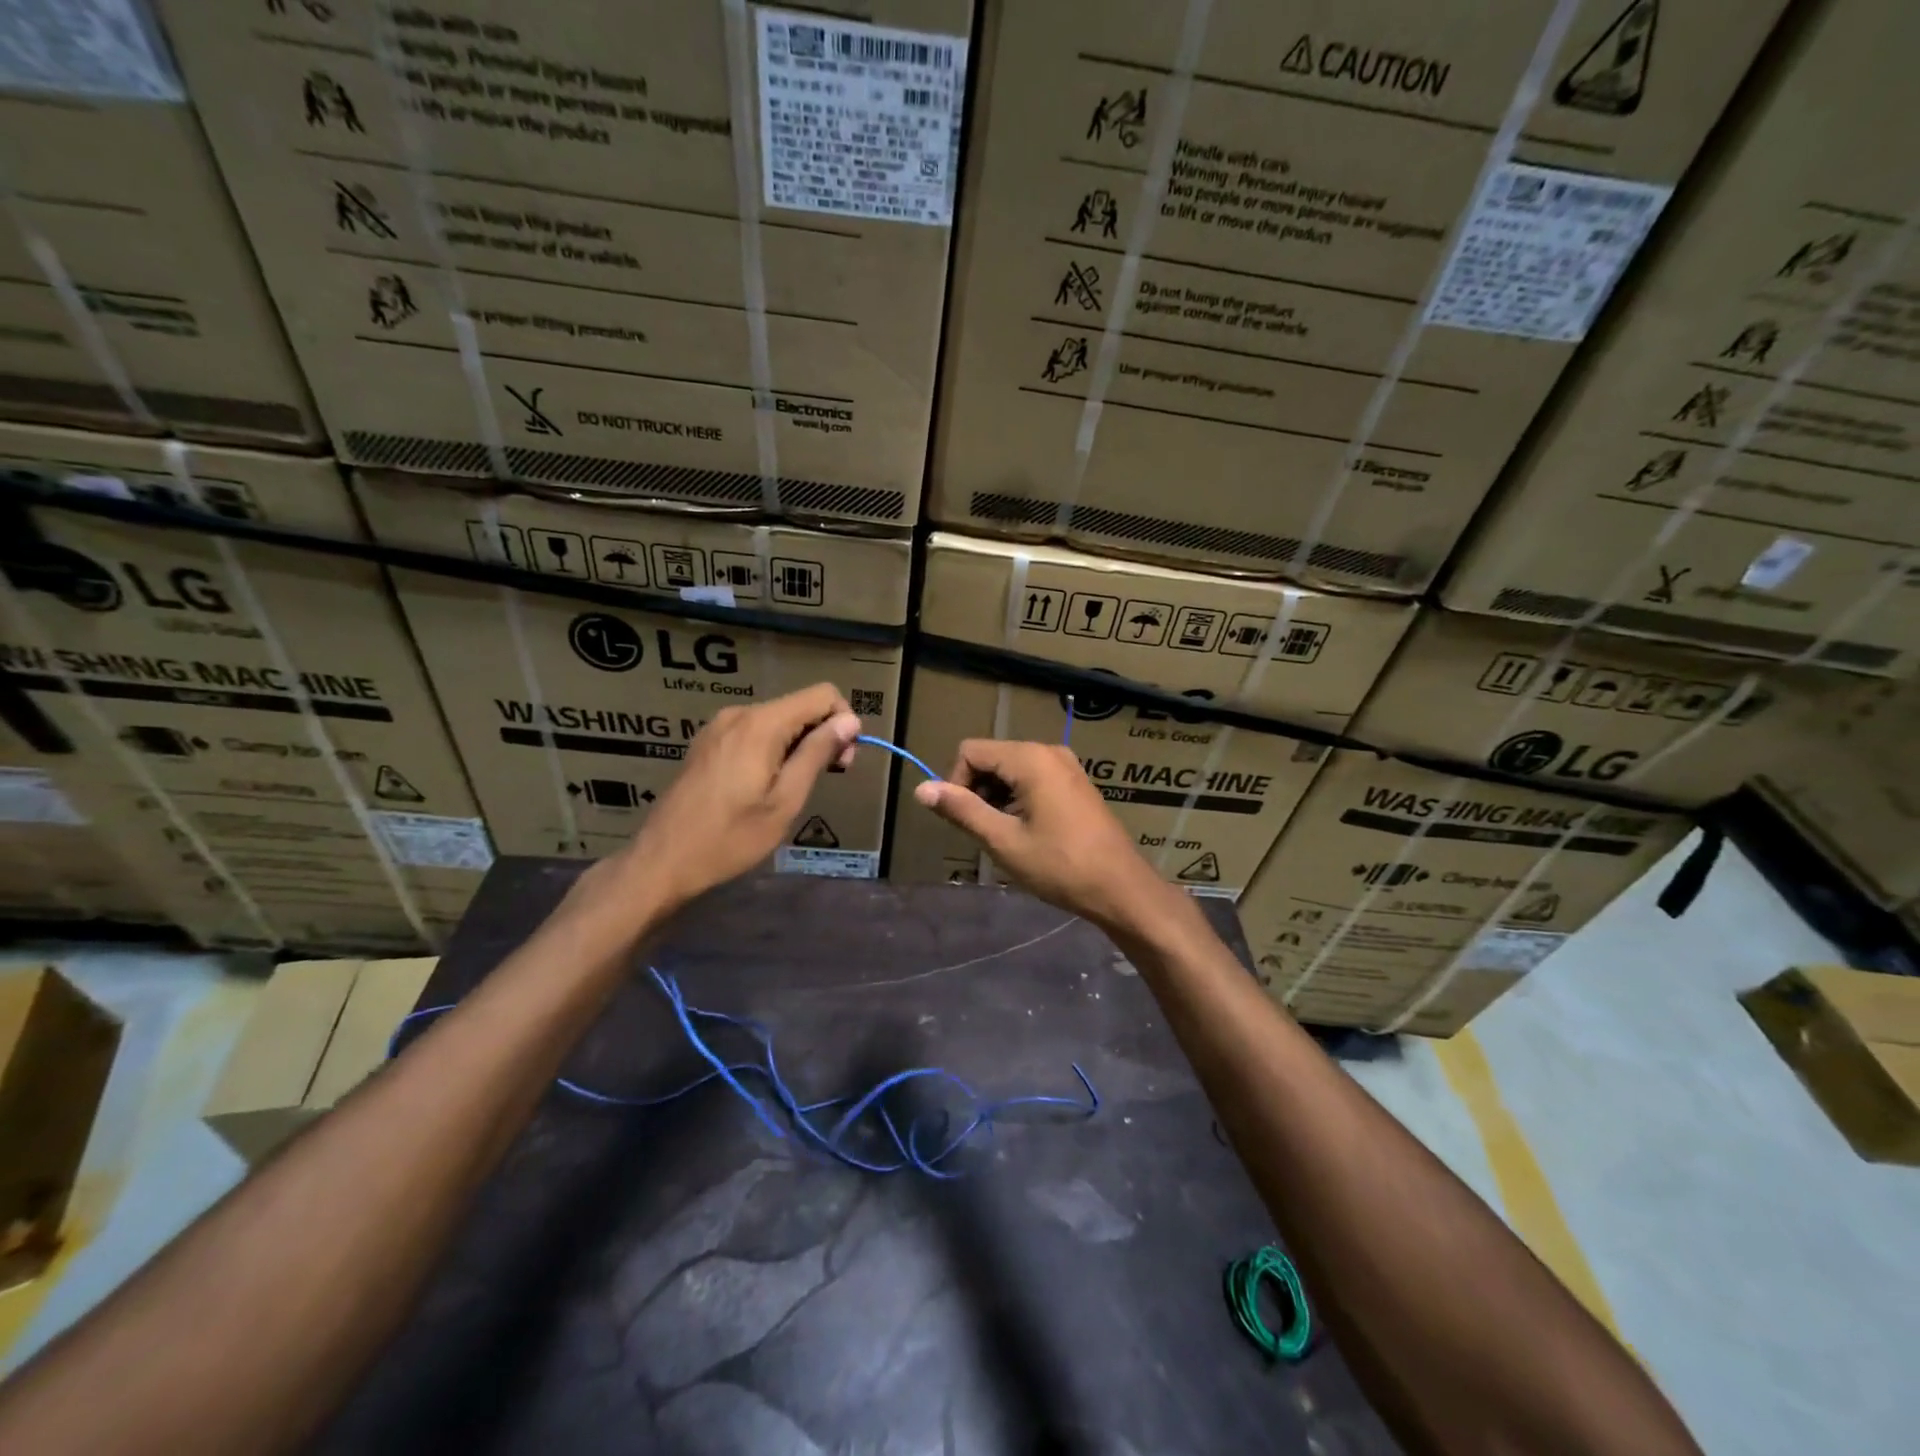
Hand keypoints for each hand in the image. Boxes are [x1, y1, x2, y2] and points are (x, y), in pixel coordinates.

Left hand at [607, 682, 860, 912]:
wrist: (663, 861)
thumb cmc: (730, 838)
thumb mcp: (785, 800)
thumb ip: (817, 754)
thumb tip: (850, 720)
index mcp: (761, 724)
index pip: (822, 695)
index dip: (843, 721)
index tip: (843, 761)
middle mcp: (739, 714)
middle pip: (800, 706)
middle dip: (822, 734)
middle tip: (826, 778)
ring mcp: (719, 727)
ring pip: (778, 720)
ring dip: (798, 745)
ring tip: (795, 787)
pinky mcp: (708, 743)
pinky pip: (755, 732)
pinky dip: (774, 749)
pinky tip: (766, 784)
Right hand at [913, 739, 1185, 932]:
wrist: (1121, 888)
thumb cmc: (1059, 865)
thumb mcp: (1003, 840)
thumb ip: (962, 810)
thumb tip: (921, 789)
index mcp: (1030, 758)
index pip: (970, 752)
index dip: (956, 783)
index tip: (964, 821)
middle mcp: (1048, 751)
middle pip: (991, 758)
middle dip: (977, 792)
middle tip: (985, 832)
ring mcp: (1066, 766)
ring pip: (1010, 770)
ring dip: (997, 799)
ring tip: (1005, 837)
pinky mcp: (1075, 783)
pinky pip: (1032, 779)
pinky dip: (1018, 800)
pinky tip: (1026, 833)